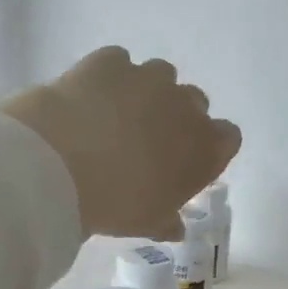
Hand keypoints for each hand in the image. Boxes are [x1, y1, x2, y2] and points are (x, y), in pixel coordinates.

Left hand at [0, 47, 240, 238]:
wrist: (59, 165)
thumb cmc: (116, 204)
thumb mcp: (146, 223)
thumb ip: (167, 220)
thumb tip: (175, 227)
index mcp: (206, 148)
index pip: (228, 138)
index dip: (208, 148)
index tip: (186, 163)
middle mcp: (186, 106)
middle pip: (196, 103)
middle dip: (178, 117)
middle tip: (149, 141)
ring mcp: (149, 78)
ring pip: (162, 75)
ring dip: (148, 92)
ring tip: (118, 115)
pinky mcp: (110, 61)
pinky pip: (119, 62)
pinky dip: (110, 77)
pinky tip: (91, 97)